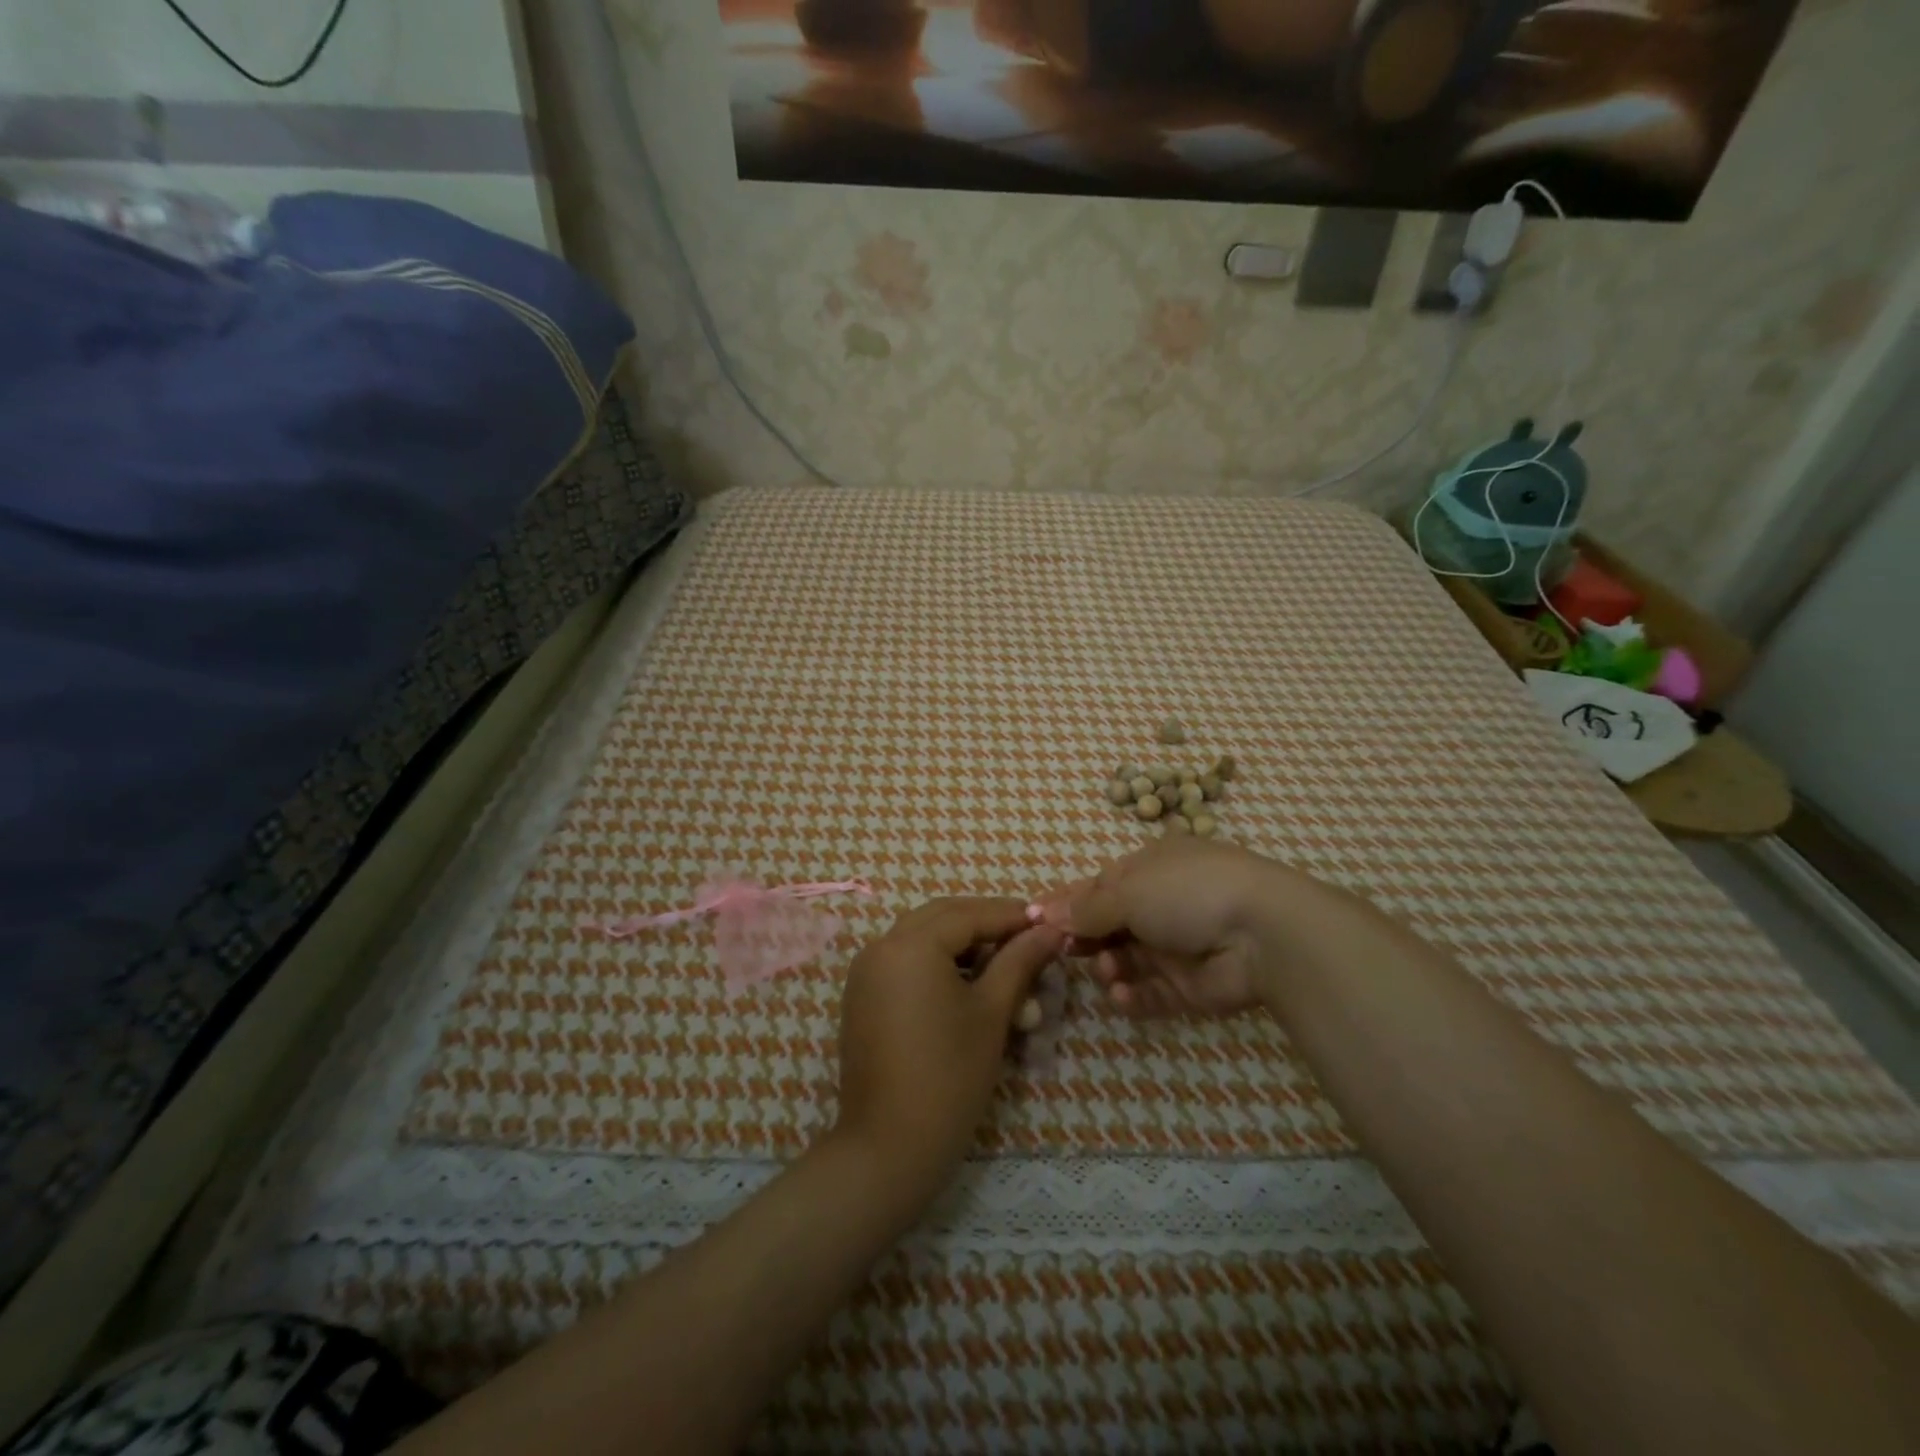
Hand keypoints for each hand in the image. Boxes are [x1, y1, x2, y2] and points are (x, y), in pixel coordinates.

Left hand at [832, 897, 1063, 1209]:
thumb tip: (1050, 930)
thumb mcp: (992, 1012)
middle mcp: (881, 946)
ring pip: (922, 937)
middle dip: (986, 923)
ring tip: (1003, 965)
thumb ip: (1020, 961)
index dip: (1012, 916)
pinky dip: (936, 962)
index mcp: (911, 944)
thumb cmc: (949, 1075)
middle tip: (1026, 939)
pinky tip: (967, 985)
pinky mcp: (862, 996)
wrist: (889, 1146)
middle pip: (943, 917)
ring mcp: (866, 971)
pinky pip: (904, 961)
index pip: (970, 913)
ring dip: (962, 943)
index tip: (1048, 923)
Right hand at [1033, 839, 1290, 1018]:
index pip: (1098, 886)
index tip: (1034, 920)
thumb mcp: (1127, 890)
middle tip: (1063, 950)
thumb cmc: (1187, 892)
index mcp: (1150, 868)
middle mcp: (1162, 904)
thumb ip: (1085, 907)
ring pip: (1125, 960)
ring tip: (1106, 969)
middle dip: (1084, 938)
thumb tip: (1044, 911)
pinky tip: (1119, 994)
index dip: (1066, 902)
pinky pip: (1149, 992)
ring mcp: (1176, 946)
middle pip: (1109, 925)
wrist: (1263, 933)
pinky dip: (1130, 995)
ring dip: (1108, 966)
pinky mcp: (1189, 986)